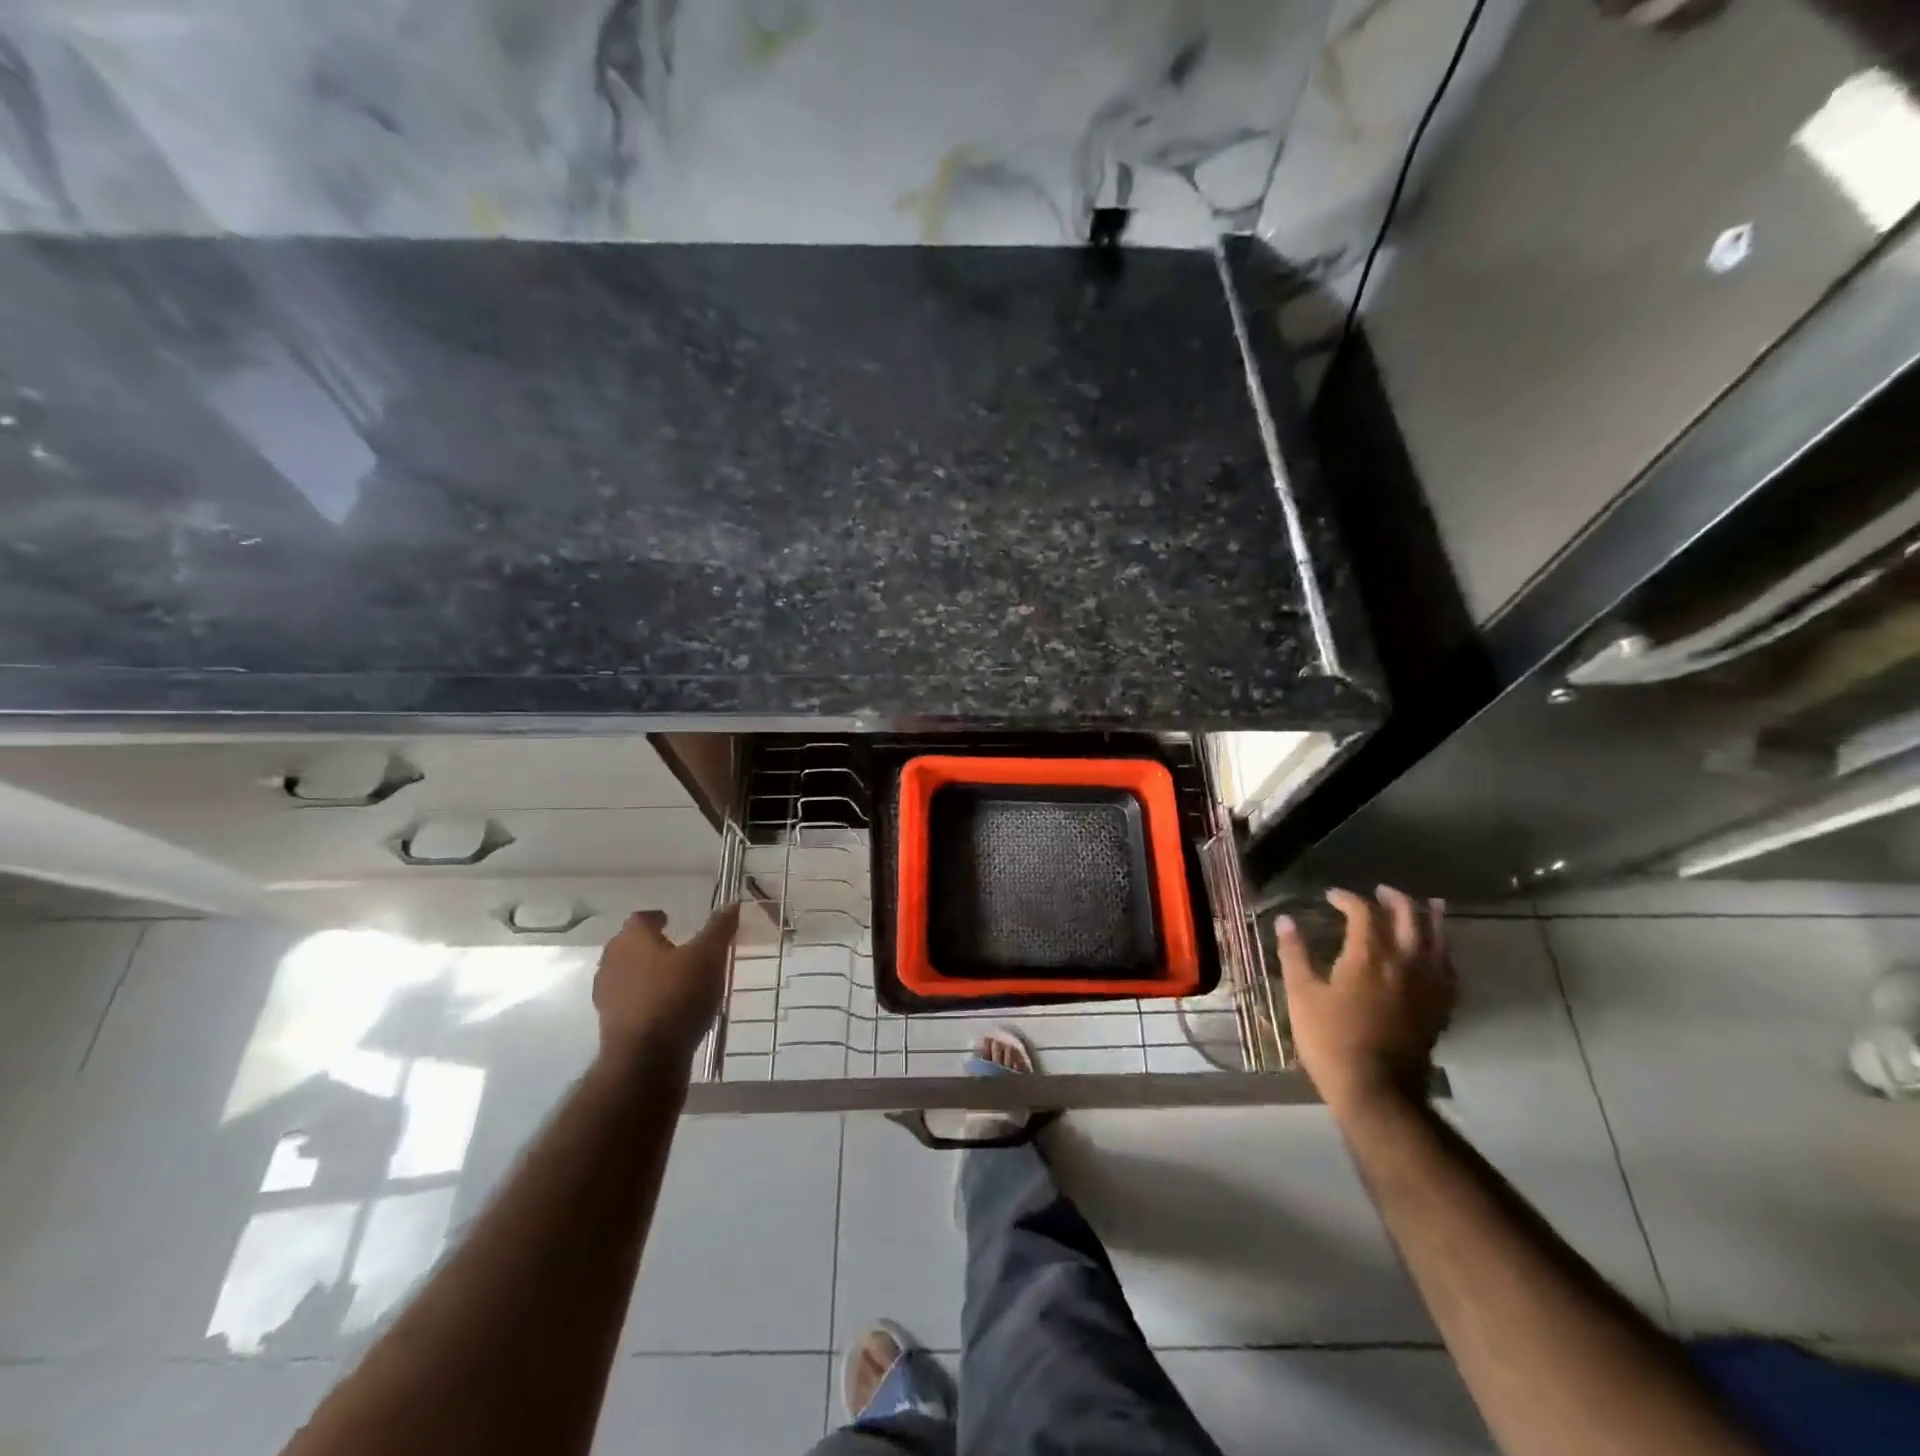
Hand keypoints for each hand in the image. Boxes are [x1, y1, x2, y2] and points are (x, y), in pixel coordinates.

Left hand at [593, 903, 740, 1072]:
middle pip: (629, 945)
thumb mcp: (709, 957)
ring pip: (627, 974)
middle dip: (650, 945)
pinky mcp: (610, 1024)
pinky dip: (645, 999)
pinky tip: (667, 1008)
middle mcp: (612, 961)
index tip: (673, 921)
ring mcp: (607, 995)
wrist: (646, 1059)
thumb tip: (731, 903)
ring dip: (646, 974)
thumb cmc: (677, 995)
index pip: (641, 918)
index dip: (657, 918)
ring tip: (674, 980)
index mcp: (632, 939)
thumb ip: (719, 929)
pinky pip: (629, 1001)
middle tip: (676, 949)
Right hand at [1275, 886, 1455, 1114]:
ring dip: (1431, 918)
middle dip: (1394, 899)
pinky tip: (1440, 952)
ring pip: (1438, 939)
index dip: (1347, 898)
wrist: (1376, 1090)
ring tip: (1430, 905)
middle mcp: (1404, 962)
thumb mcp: (1301, 994)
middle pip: (1408, 917)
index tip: (1331, 897)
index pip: (1363, 911)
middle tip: (1380, 892)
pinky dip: (1445, 952)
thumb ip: (1294, 954)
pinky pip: (1450, 969)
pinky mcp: (1440, 1007)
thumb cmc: (1330, 1039)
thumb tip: (1285, 920)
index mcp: (1368, 955)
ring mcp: (1428, 985)